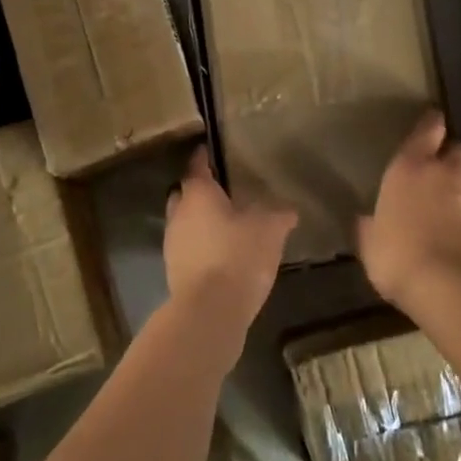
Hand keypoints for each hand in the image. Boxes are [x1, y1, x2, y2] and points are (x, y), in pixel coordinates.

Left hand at [164, 145, 296, 337]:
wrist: (210, 310)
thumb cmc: (238, 256)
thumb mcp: (269, 230)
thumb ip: (278, 214)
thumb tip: (289, 209)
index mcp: (197, 194)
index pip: (197, 165)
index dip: (204, 157)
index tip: (210, 150)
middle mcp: (178, 213)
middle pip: (184, 194)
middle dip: (199, 191)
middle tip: (222, 192)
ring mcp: (172, 244)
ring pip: (183, 222)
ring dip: (198, 221)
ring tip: (224, 225)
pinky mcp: (174, 271)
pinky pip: (186, 248)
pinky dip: (200, 246)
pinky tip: (221, 254)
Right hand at [358, 110, 460, 310]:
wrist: (449, 287)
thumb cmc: (397, 258)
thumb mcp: (370, 242)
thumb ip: (370, 225)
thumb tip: (366, 219)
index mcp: (410, 169)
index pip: (426, 131)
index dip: (431, 124)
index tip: (434, 121)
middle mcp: (449, 172)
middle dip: (456, 155)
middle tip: (449, 168)